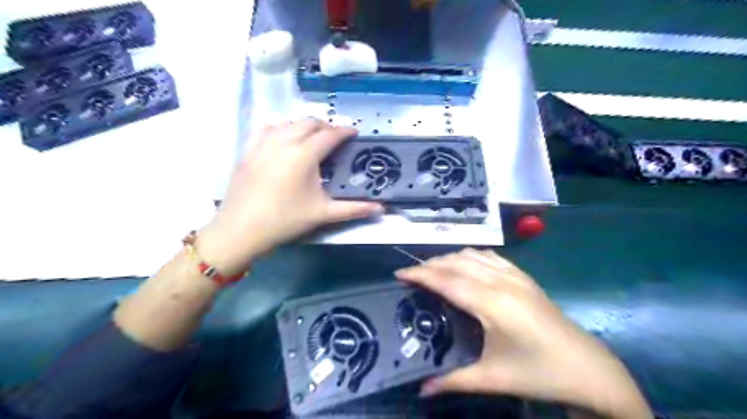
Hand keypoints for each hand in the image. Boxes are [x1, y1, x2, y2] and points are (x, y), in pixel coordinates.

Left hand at [198, 119, 380, 272]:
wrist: (241, 229)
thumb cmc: (285, 220)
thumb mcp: (323, 213)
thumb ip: (354, 209)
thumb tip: (381, 209)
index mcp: (304, 155)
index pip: (330, 135)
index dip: (345, 131)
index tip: (354, 133)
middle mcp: (284, 142)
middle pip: (309, 123)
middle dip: (326, 126)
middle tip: (336, 138)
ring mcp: (263, 143)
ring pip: (288, 122)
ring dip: (304, 125)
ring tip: (313, 137)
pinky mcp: (248, 150)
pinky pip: (267, 129)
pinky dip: (281, 128)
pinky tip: (284, 138)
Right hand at [396, 251, 648, 417]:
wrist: (588, 369)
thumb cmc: (538, 373)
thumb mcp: (493, 379)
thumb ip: (453, 380)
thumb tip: (422, 390)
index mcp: (491, 304)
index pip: (446, 280)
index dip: (420, 274)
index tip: (399, 274)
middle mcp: (500, 282)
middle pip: (456, 263)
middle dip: (429, 264)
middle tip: (411, 275)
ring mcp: (515, 276)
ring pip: (472, 255)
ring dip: (449, 258)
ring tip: (433, 270)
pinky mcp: (524, 277)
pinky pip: (490, 256)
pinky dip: (471, 256)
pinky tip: (466, 264)